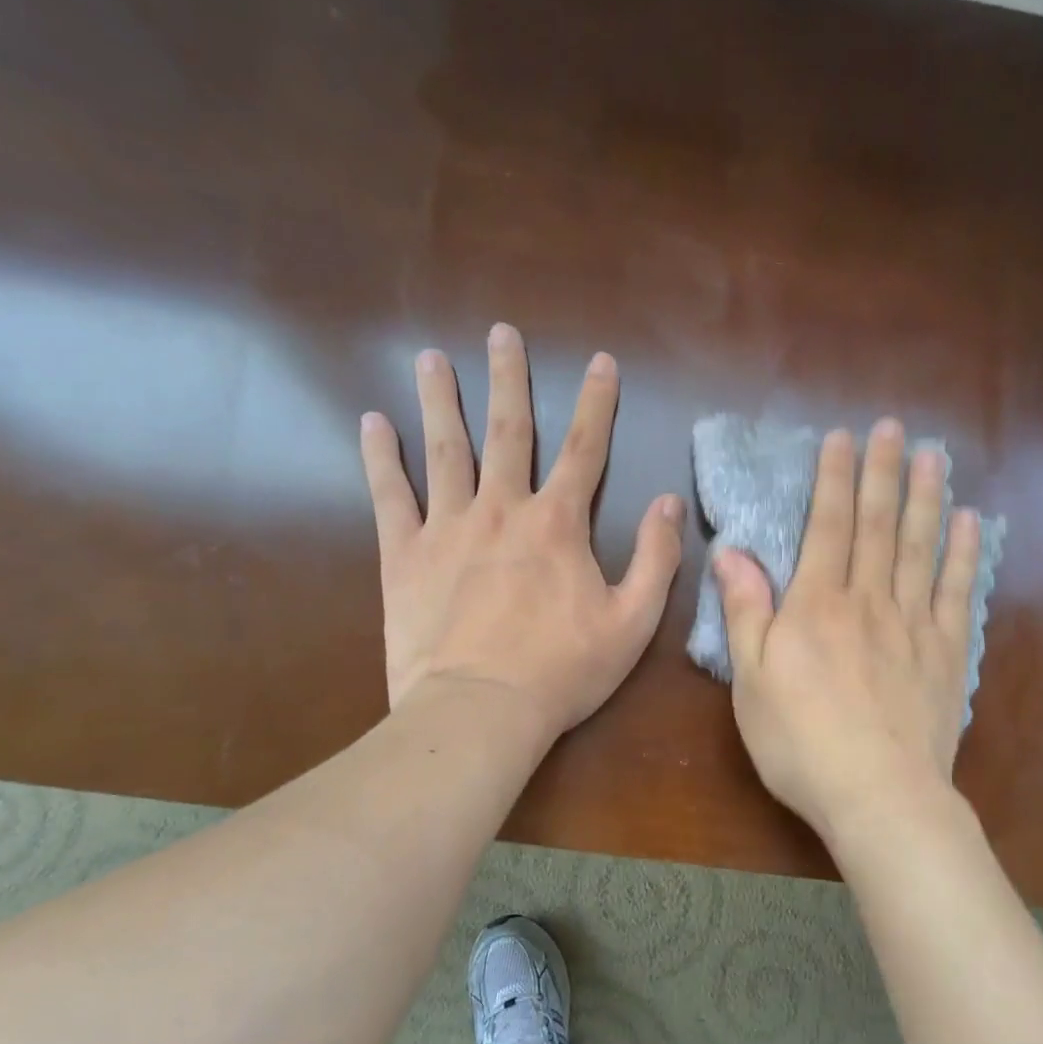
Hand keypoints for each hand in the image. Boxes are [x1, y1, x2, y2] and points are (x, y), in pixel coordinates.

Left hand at [359, 323, 684, 740]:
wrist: (480, 710)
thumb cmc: (563, 670)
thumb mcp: (633, 621)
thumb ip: (656, 558)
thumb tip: (668, 502)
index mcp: (558, 525)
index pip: (585, 449)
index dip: (596, 403)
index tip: (601, 361)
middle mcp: (502, 509)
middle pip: (508, 432)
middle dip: (509, 379)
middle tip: (501, 333)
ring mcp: (447, 528)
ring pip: (444, 449)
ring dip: (441, 400)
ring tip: (433, 357)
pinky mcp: (404, 555)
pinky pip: (390, 496)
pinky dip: (381, 457)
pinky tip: (374, 423)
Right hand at [714, 419, 982, 845]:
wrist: (878, 795)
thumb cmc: (800, 742)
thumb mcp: (751, 680)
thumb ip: (745, 611)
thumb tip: (732, 552)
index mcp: (817, 606)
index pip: (827, 527)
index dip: (834, 479)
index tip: (843, 438)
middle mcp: (869, 601)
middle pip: (877, 526)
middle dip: (883, 473)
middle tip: (894, 428)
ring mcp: (914, 625)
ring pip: (920, 548)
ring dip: (926, 498)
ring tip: (934, 456)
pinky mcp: (946, 653)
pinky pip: (956, 592)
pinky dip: (963, 554)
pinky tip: (969, 523)